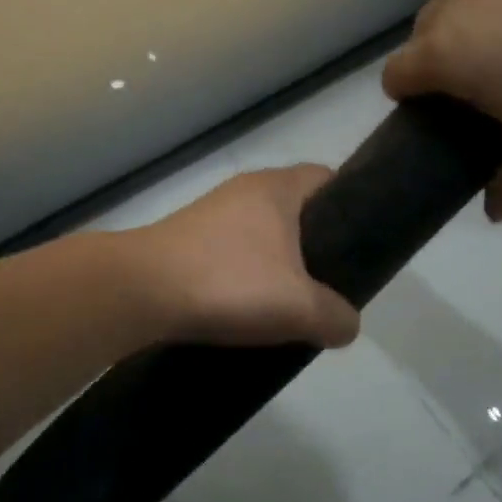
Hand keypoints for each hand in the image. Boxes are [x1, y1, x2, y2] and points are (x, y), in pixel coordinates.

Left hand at [133, 166, 360, 348]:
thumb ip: (336, 316)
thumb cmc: (228, 282)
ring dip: (279, 262)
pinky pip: (232, 250)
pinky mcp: (186, 239)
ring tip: (291, 300)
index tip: (362, 241)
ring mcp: (211, 213)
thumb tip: (346, 324)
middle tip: (331, 280)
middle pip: (295, 208)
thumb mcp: (299, 308)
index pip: (327, 178)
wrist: (140, 291)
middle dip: (316, 242)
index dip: (351, 204)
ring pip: (262, 232)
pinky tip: (248, 306)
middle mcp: (244, 190)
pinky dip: (246, 272)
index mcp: (276, 188)